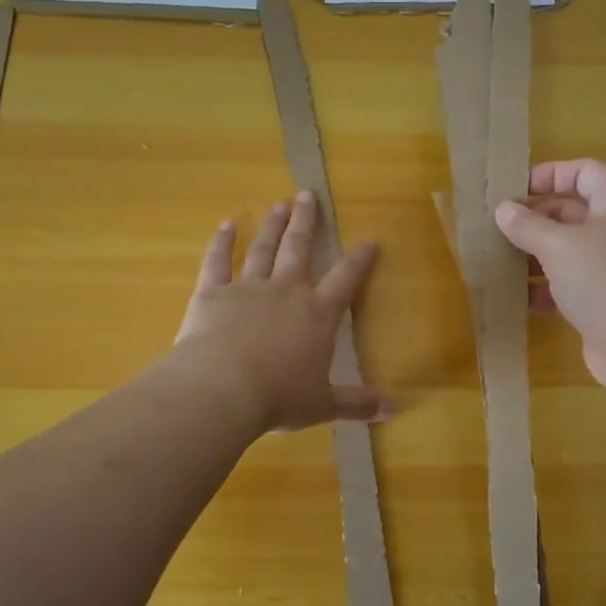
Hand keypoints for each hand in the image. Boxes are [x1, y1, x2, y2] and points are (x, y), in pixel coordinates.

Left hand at [175, 191, 387, 431]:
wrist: (222, 390)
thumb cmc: (278, 397)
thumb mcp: (323, 405)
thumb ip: (356, 403)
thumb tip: (392, 410)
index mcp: (318, 315)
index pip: (346, 279)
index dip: (360, 259)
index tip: (370, 240)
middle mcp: (286, 291)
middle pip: (299, 248)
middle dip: (306, 222)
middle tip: (307, 195)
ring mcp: (248, 288)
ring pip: (263, 249)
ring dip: (272, 226)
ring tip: (278, 204)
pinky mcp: (212, 294)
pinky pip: (217, 262)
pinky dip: (221, 243)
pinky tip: (226, 226)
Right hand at [494, 160, 605, 390]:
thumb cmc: (604, 278)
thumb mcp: (558, 245)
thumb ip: (527, 225)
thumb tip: (504, 210)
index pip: (585, 172)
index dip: (551, 174)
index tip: (516, 187)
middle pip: (573, 211)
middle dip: (536, 218)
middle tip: (498, 227)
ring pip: (568, 250)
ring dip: (535, 254)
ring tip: (498, 259)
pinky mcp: (605, 300)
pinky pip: (569, 284)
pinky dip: (545, 288)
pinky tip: (516, 296)